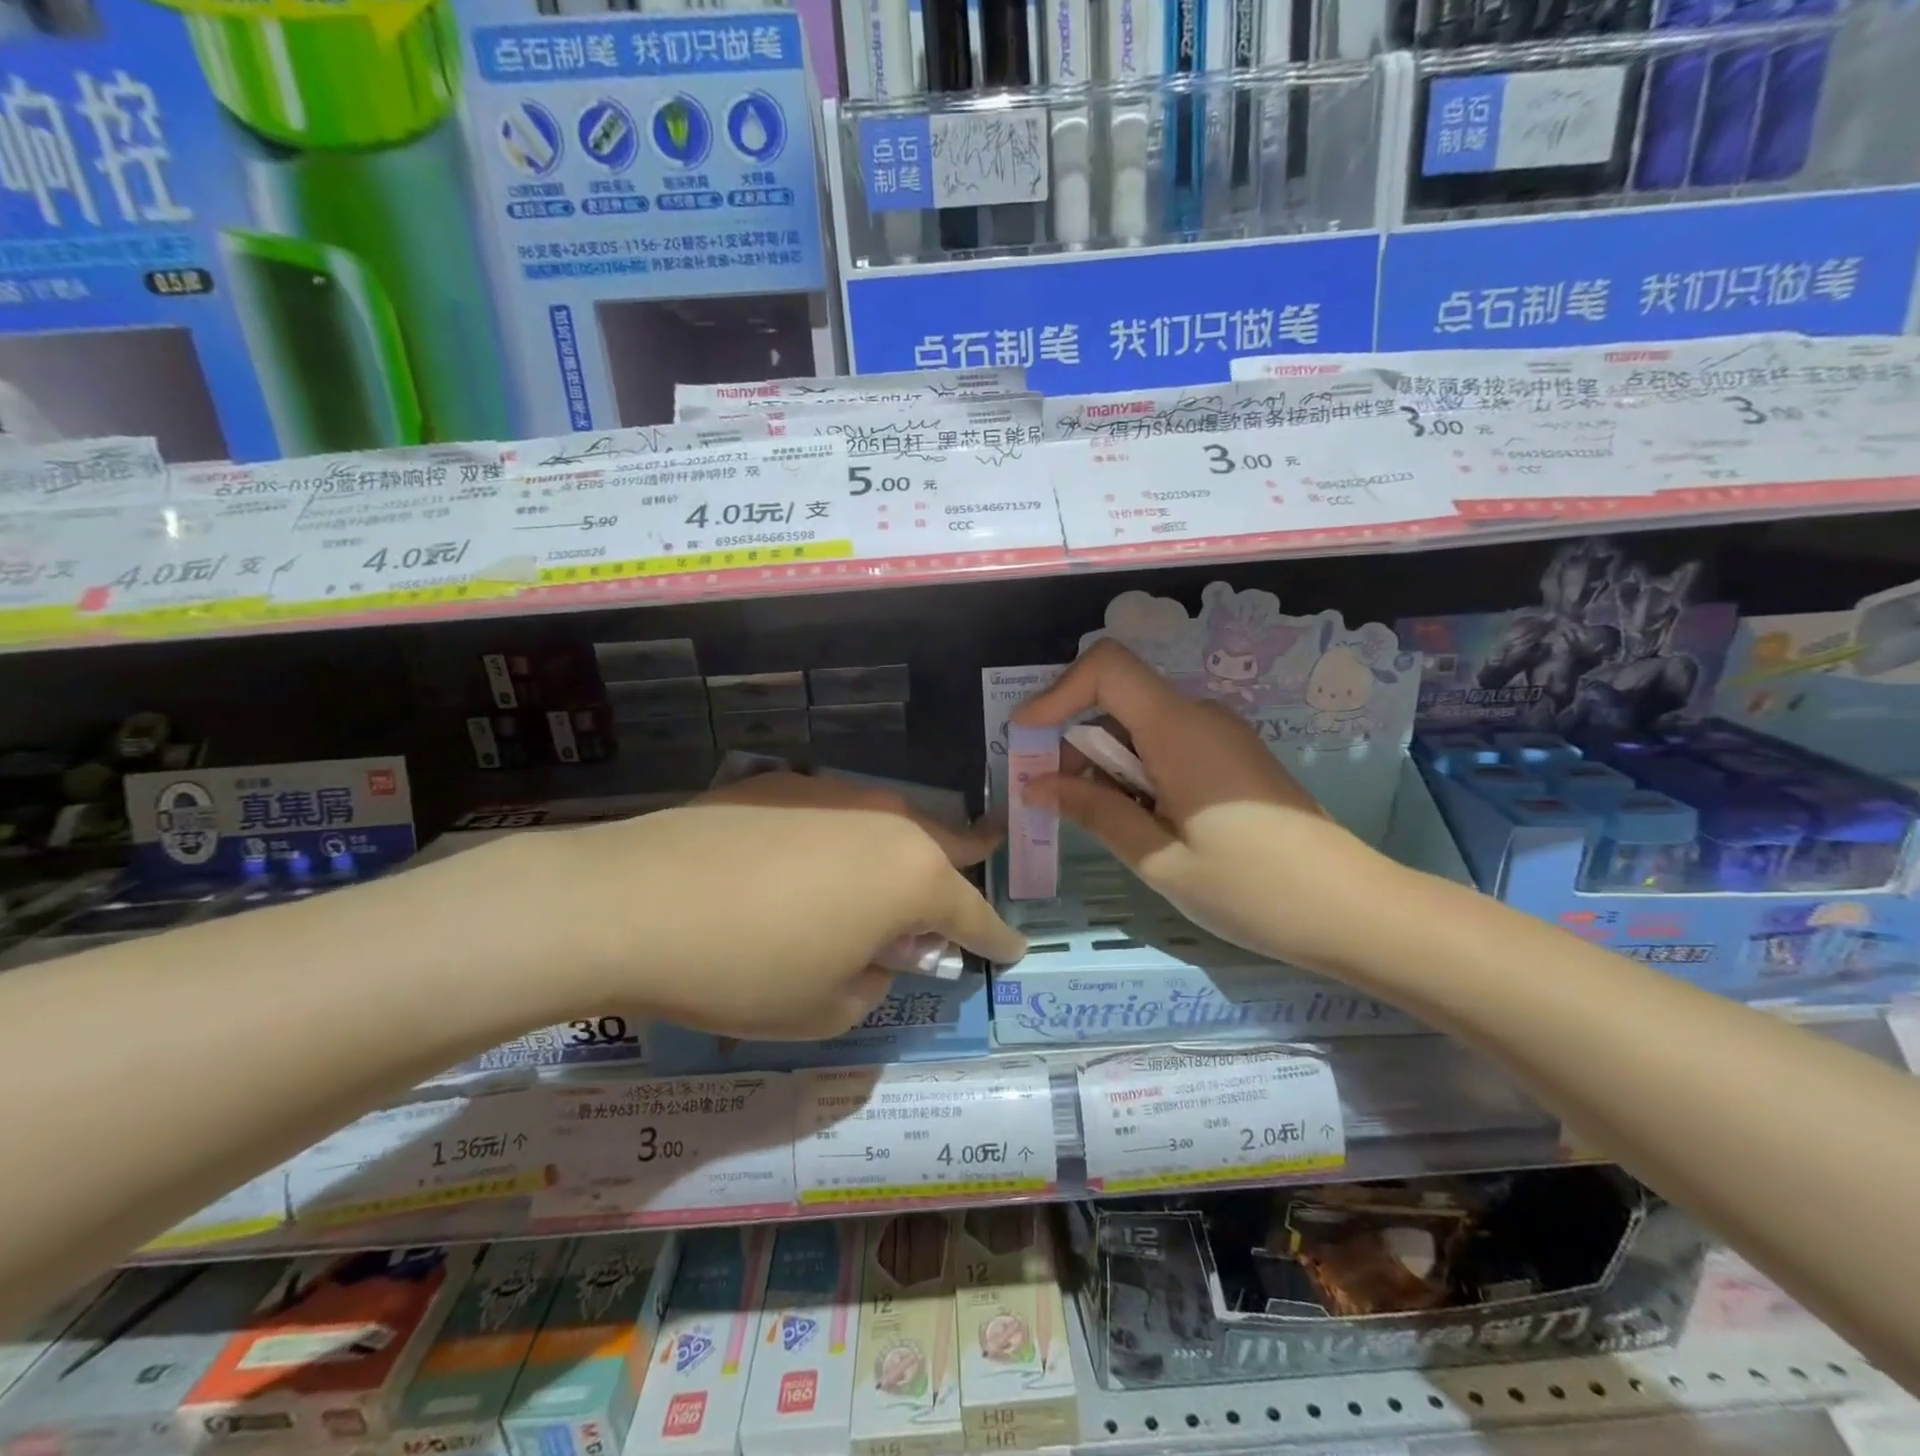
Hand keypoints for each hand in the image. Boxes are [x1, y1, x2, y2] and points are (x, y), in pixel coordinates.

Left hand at [519, 772, 1024, 1039]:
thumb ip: (874, 979)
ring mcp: (834, 792)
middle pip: (947, 841)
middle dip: (970, 860)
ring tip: (887, 875)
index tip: (1014, 949)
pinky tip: (808, 861)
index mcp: (912, 878)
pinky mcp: (782, 784)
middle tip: (982, 865)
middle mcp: (886, 822)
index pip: (974, 914)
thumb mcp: (826, 1008)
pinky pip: (835, 812)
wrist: (632, 901)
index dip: (996, 937)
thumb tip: (876, 952)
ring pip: (891, 820)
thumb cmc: (745, 970)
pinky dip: (843, 838)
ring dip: (903, 849)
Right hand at [1011, 640, 1396, 974]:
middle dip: (1073, 740)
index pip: (1108, 667)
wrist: (1356, 913)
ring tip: (1095, 821)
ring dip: (1103, 762)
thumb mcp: (1160, 858)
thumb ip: (1096, 811)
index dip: (1057, 691)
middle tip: (1053, 800)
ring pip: (1139, 726)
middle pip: (1118, 699)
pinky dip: (1134, 772)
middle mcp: (1201, 718)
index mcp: (1180, 730)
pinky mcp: (1232, 760)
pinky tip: (1137, 821)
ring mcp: (1221, 737)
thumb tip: (1037, 784)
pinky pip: (1167, 746)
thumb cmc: (1254, 889)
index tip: (1026, 737)